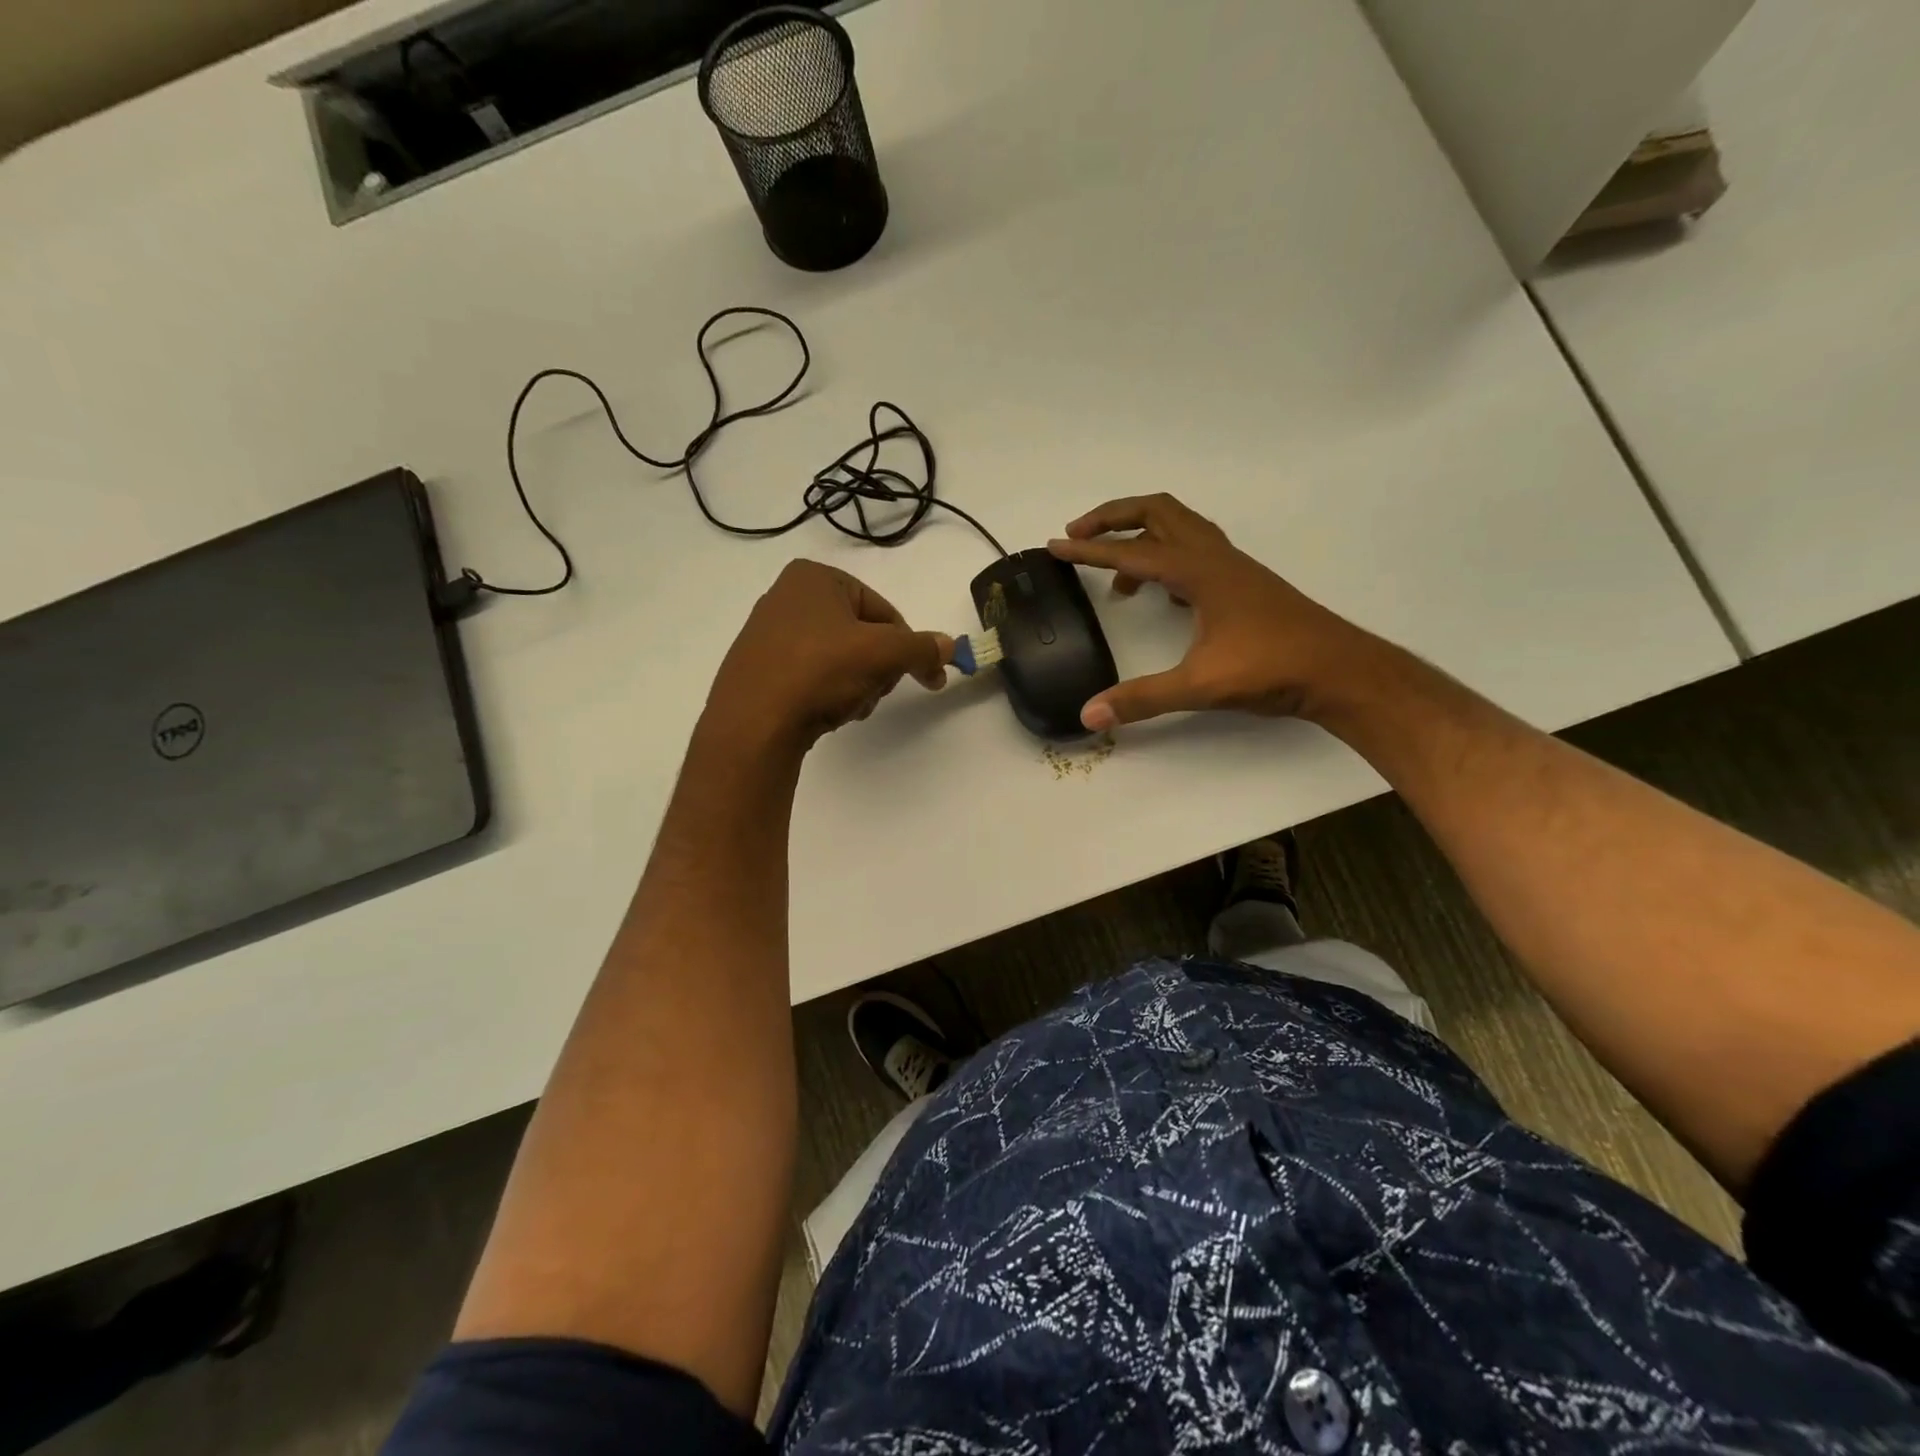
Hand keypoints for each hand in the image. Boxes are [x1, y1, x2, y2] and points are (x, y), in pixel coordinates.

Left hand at [703, 559, 950, 752]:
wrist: (753, 723)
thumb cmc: (819, 671)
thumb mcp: (882, 654)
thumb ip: (922, 648)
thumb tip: (950, 647)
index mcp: (814, 578)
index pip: (883, 610)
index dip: (906, 645)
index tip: (922, 676)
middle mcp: (786, 598)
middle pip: (861, 636)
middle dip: (876, 669)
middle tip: (874, 692)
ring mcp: (768, 636)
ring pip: (839, 660)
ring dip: (856, 686)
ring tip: (847, 707)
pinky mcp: (759, 671)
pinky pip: (811, 677)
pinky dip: (827, 694)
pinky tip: (825, 714)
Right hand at [1049, 494, 1376, 730]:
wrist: (1338, 670)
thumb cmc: (1271, 668)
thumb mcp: (1200, 686)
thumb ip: (1142, 699)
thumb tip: (1089, 714)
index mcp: (1198, 571)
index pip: (1130, 552)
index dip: (1087, 550)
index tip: (1053, 546)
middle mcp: (1214, 557)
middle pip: (1157, 512)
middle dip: (1113, 517)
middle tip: (1078, 536)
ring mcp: (1232, 567)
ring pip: (1179, 528)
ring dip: (1141, 538)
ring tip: (1116, 578)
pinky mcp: (1243, 584)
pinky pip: (1195, 552)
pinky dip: (1167, 559)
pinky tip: (1162, 595)